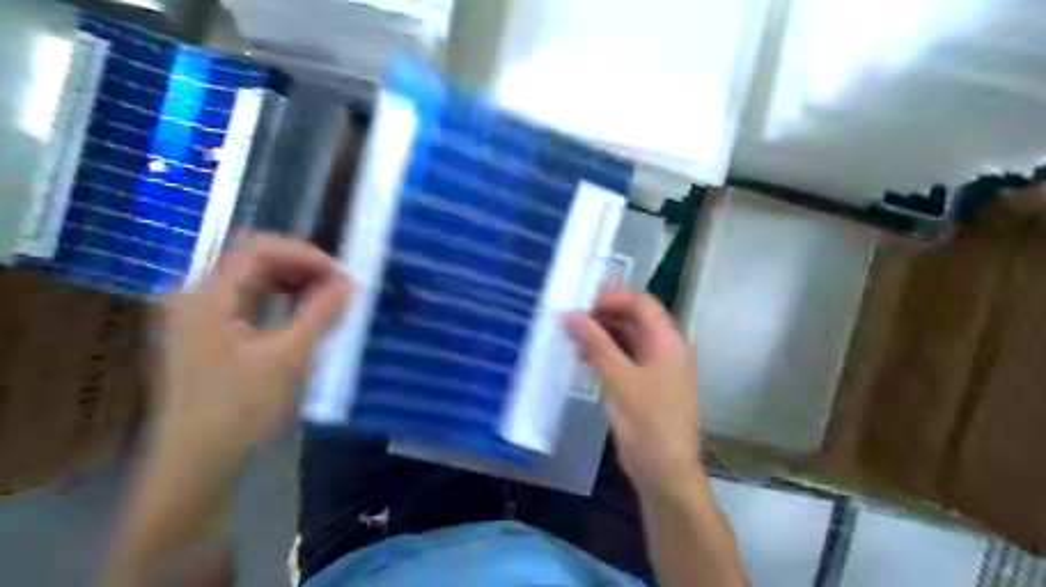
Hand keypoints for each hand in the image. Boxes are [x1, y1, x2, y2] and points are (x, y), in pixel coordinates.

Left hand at [154, 235, 350, 456]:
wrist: (196, 463)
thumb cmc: (240, 411)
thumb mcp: (289, 359)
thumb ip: (321, 314)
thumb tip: (350, 282)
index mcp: (206, 296)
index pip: (258, 248)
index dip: (305, 254)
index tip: (341, 276)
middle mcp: (195, 296)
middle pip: (253, 259)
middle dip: (302, 267)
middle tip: (339, 288)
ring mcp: (197, 315)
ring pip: (252, 279)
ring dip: (293, 282)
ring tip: (328, 299)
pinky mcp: (206, 333)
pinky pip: (247, 299)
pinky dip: (280, 299)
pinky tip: (303, 314)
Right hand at [564, 291, 701, 496]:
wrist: (665, 472)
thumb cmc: (647, 423)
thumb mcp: (619, 379)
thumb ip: (596, 343)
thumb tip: (570, 314)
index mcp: (668, 341)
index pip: (641, 303)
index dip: (612, 297)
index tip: (580, 303)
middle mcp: (666, 348)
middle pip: (634, 319)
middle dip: (603, 316)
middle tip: (570, 319)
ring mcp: (657, 367)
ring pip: (627, 339)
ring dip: (601, 336)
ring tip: (571, 339)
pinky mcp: (646, 384)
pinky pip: (625, 359)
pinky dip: (605, 355)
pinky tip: (582, 359)